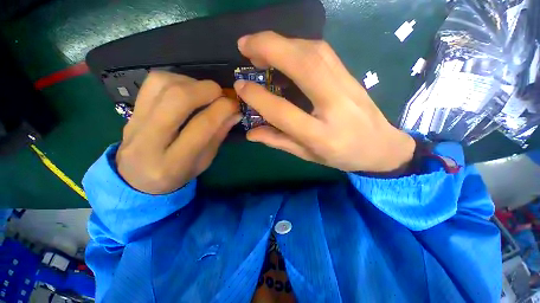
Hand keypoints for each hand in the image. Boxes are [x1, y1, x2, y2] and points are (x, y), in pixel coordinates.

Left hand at [116, 72, 239, 193]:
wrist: (137, 178)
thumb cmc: (178, 173)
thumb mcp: (205, 161)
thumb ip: (219, 135)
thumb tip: (235, 112)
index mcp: (174, 162)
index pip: (202, 125)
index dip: (223, 109)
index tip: (235, 105)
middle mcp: (149, 141)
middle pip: (178, 99)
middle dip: (207, 90)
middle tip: (221, 95)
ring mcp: (135, 122)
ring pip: (163, 84)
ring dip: (192, 83)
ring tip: (204, 94)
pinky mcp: (132, 109)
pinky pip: (153, 82)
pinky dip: (177, 79)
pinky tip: (187, 90)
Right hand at [234, 31, 414, 172]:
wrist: (381, 147)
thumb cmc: (342, 156)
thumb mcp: (308, 155)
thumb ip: (279, 141)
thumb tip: (251, 132)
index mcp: (321, 135)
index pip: (283, 112)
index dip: (258, 97)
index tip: (240, 87)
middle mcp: (335, 105)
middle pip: (304, 66)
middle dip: (270, 48)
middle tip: (244, 45)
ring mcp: (346, 86)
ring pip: (314, 52)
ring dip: (283, 42)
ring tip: (259, 47)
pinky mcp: (350, 75)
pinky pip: (322, 53)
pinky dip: (298, 45)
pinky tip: (285, 50)